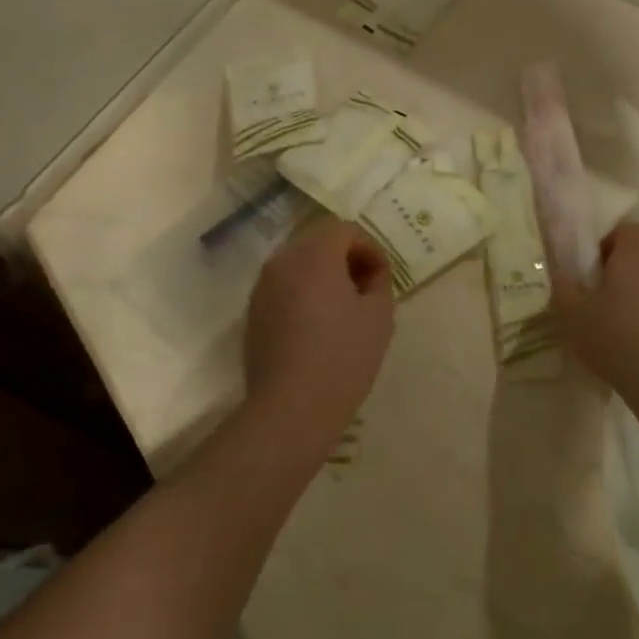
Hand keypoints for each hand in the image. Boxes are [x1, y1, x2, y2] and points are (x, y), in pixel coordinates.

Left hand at [243, 216, 394, 446]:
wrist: (291, 407)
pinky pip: (284, 287)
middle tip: (367, 289)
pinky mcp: (254, 312)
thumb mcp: (379, 315)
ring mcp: (263, 287)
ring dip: (324, 275)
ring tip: (344, 308)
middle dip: (346, 258)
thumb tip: (370, 273)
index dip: (370, 248)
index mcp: (314, 254)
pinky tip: (319, 326)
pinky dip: (304, 293)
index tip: (383, 278)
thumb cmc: (342, 357)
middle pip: (319, 242)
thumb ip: (379, 281)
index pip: (345, 230)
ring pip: (299, 264)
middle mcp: (282, 261)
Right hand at [550, 224, 638, 424]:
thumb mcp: (572, 317)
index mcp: (637, 254)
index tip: (597, 274)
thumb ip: (563, 287)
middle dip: (631, 271)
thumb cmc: (618, 342)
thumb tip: (562, 272)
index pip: (626, 230)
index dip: (610, 247)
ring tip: (638, 326)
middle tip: (612, 302)